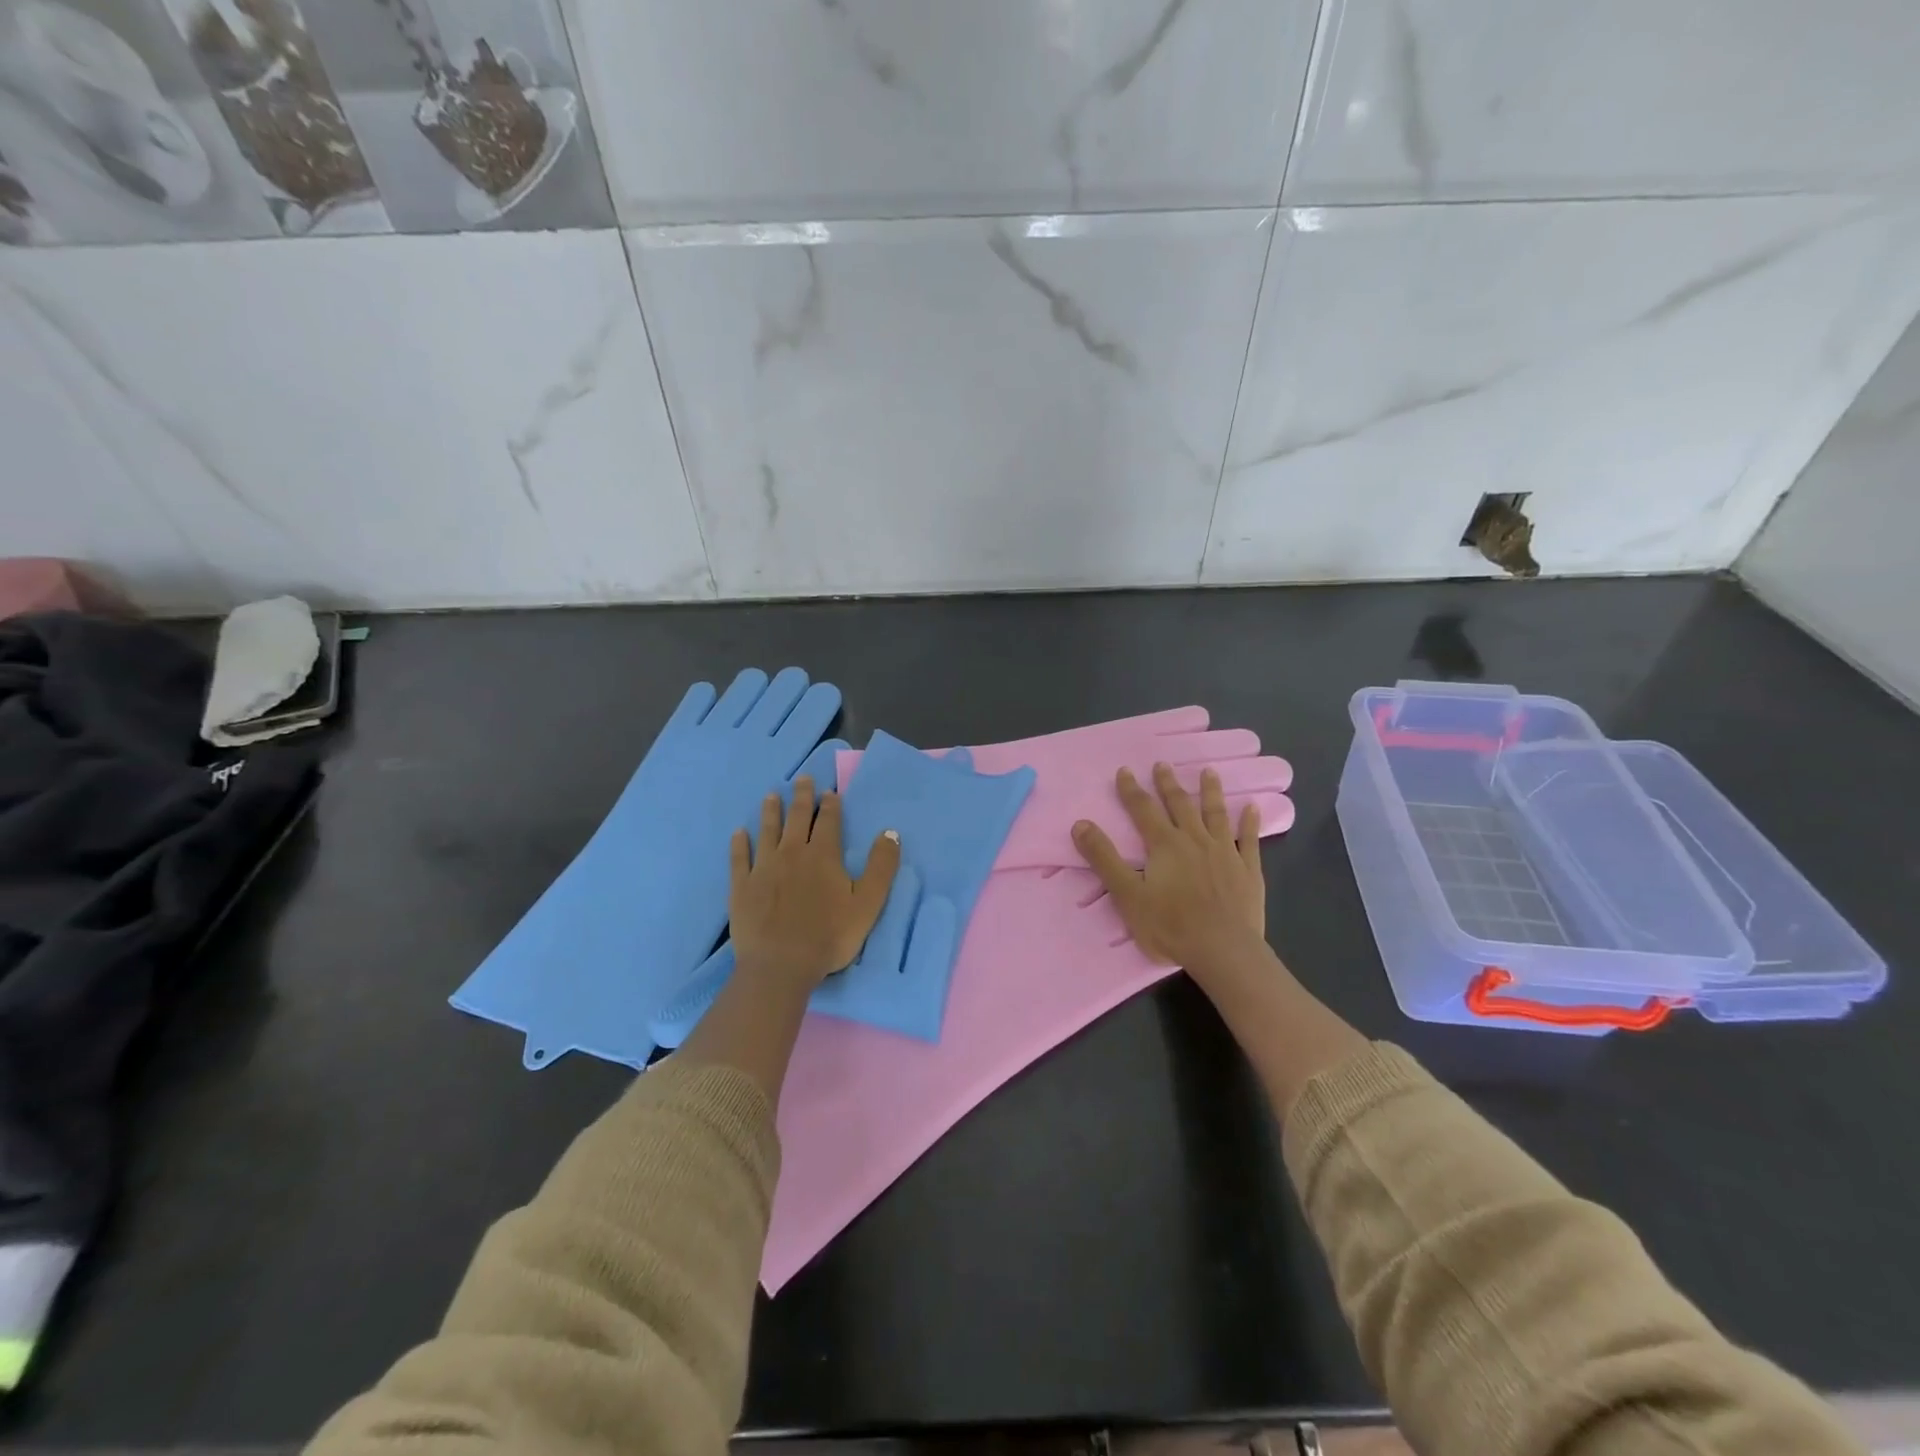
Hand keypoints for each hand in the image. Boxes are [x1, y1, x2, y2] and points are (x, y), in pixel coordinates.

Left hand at [728, 776, 900, 993]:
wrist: (781, 965)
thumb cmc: (830, 936)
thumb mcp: (868, 903)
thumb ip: (881, 866)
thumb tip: (890, 833)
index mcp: (823, 855)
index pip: (828, 821)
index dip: (830, 804)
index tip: (829, 791)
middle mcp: (792, 853)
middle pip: (797, 818)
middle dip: (801, 797)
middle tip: (802, 779)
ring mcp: (763, 868)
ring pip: (767, 831)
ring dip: (770, 812)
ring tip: (771, 796)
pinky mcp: (742, 886)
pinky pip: (740, 858)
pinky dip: (740, 844)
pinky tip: (739, 833)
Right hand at [1072, 763, 1265, 972]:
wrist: (1223, 950)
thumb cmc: (1170, 925)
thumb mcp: (1126, 894)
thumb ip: (1104, 858)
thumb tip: (1080, 823)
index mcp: (1165, 845)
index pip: (1143, 810)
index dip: (1131, 790)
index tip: (1125, 770)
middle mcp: (1195, 840)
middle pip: (1180, 805)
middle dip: (1169, 784)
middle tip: (1163, 764)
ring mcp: (1225, 853)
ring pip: (1216, 815)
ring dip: (1211, 792)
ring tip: (1209, 772)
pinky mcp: (1248, 870)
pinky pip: (1249, 840)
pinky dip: (1250, 823)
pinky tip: (1253, 808)